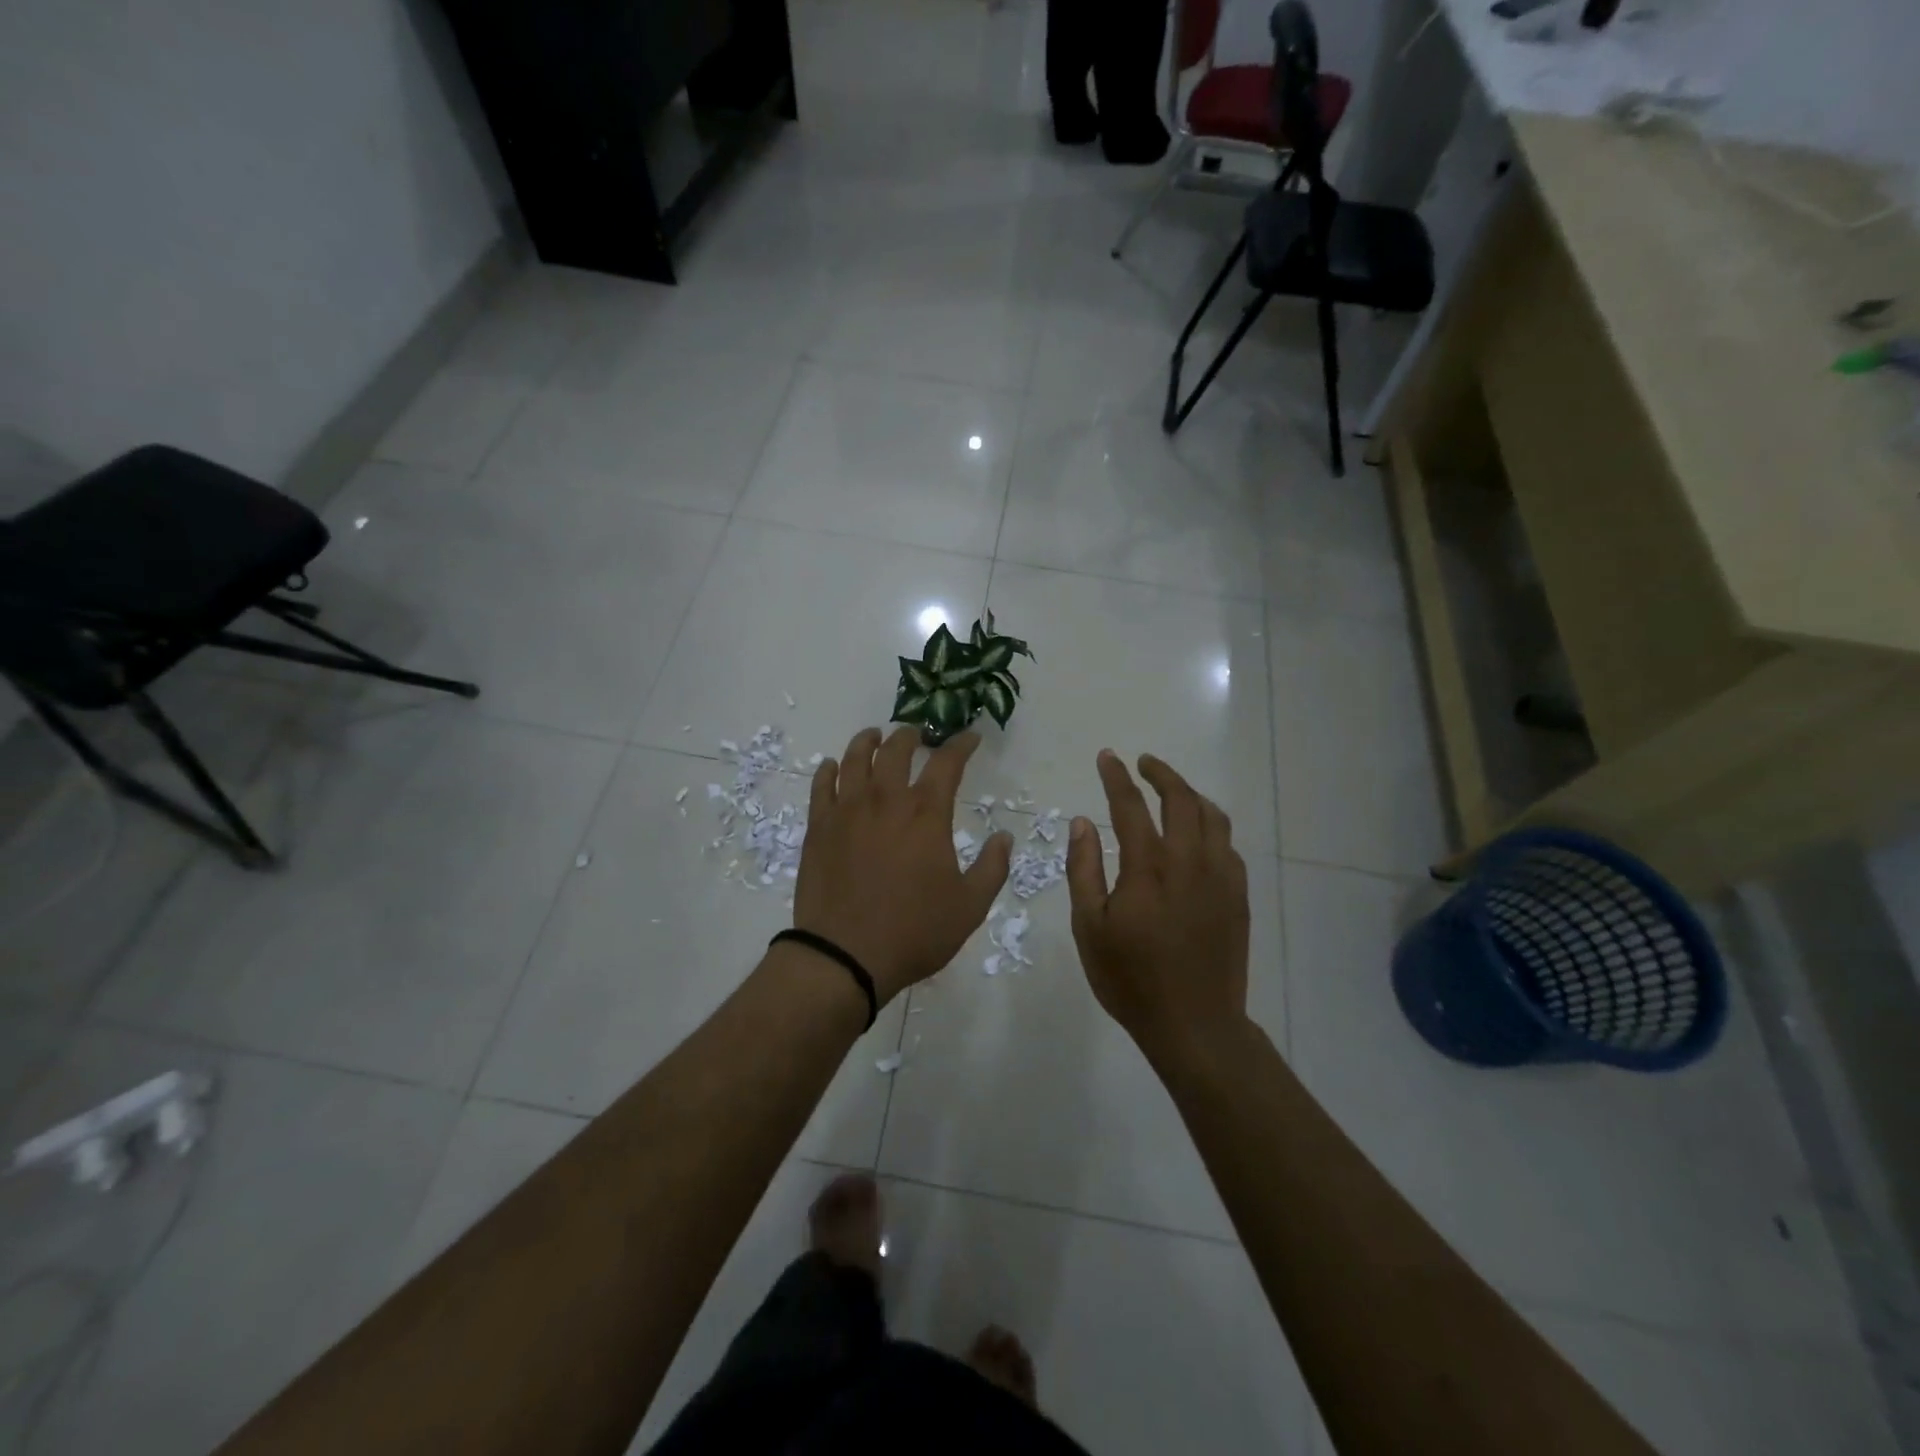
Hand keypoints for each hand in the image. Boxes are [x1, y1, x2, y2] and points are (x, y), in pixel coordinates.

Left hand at [795, 726, 1011, 1003]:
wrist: (845, 956)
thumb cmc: (914, 932)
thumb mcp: (970, 906)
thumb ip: (992, 868)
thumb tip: (1005, 837)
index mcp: (926, 814)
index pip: (947, 763)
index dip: (962, 745)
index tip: (971, 738)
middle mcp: (885, 800)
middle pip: (896, 750)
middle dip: (911, 736)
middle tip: (918, 734)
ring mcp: (847, 811)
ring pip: (855, 759)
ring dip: (868, 741)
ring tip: (875, 736)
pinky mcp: (818, 827)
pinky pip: (821, 786)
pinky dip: (829, 770)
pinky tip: (832, 766)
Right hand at [1066, 750, 1249, 1059]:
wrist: (1195, 1024)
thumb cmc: (1131, 979)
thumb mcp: (1089, 927)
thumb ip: (1083, 869)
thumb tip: (1082, 822)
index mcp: (1148, 867)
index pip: (1131, 806)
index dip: (1117, 777)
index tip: (1108, 757)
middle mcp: (1189, 861)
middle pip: (1181, 799)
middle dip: (1161, 774)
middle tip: (1143, 763)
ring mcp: (1220, 877)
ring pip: (1213, 816)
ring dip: (1191, 794)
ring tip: (1172, 791)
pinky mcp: (1238, 895)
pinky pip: (1228, 844)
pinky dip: (1211, 826)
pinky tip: (1199, 835)